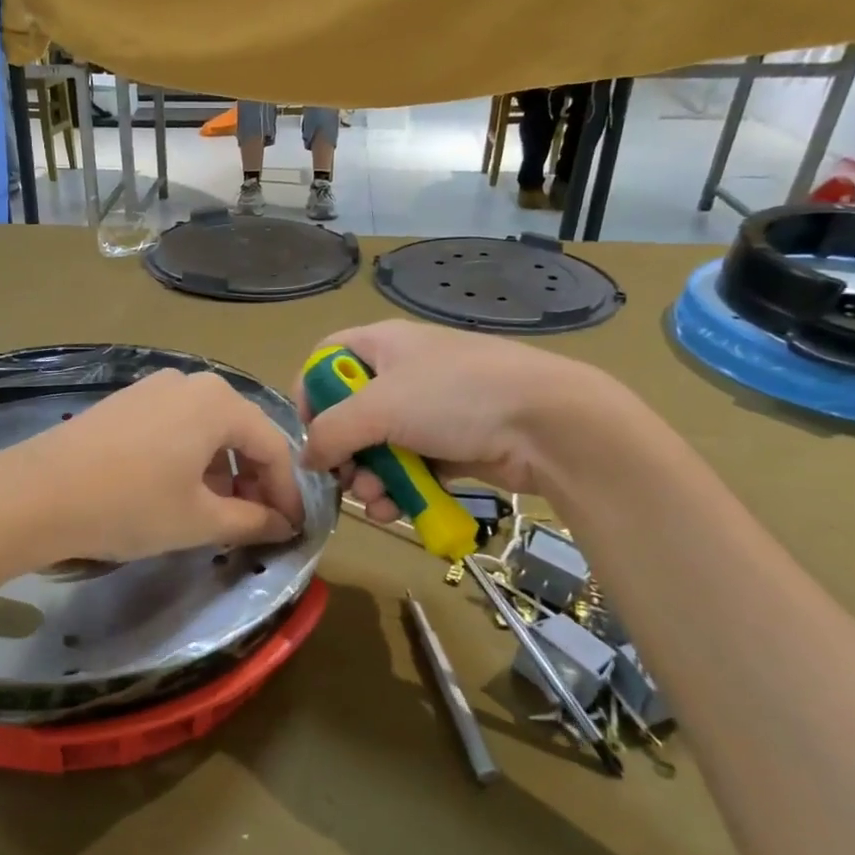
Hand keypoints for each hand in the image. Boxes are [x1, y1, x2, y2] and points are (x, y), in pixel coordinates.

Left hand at [10, 371, 305, 562]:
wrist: (37, 494)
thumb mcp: (199, 520)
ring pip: (207, 431)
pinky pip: (176, 428)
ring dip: (222, 473)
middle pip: (241, 434)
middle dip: (254, 481)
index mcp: (219, 402)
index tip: (292, 529)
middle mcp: (191, 382)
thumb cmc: (131, 505)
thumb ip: (251, 521)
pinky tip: (177, 492)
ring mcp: (153, 388)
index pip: (273, 448)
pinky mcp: (126, 402)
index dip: (288, 493)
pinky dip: (190, 460)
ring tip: (215, 514)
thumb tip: (282, 525)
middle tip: (256, 524)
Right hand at [294, 320, 617, 514]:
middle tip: (346, 478)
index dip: (310, 392)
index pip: (327, 357)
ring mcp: (430, 410)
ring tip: (376, 501)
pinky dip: (398, 489)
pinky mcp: (451, 445)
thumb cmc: (455, 397)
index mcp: (383, 344)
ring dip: (368, 480)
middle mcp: (403, 372)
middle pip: (349, 412)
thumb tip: (307, 458)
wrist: (548, 425)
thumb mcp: (379, 408)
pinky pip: (409, 467)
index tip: (309, 431)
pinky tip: (396, 510)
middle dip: (342, 453)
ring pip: (378, 447)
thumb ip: (330, 432)